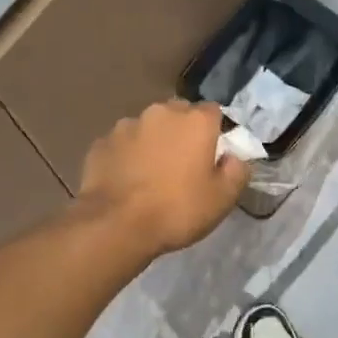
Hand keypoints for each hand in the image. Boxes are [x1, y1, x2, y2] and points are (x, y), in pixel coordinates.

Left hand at [76, 100, 249, 256]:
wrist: (116, 225)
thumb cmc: (177, 210)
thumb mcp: (223, 198)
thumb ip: (236, 171)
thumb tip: (233, 157)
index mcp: (195, 121)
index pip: (213, 112)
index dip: (214, 132)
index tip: (212, 156)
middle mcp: (160, 113)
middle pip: (178, 114)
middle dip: (182, 133)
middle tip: (182, 166)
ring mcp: (126, 125)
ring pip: (147, 128)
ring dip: (152, 143)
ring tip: (150, 175)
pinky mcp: (101, 143)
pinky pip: (121, 145)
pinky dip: (126, 157)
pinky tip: (126, 182)